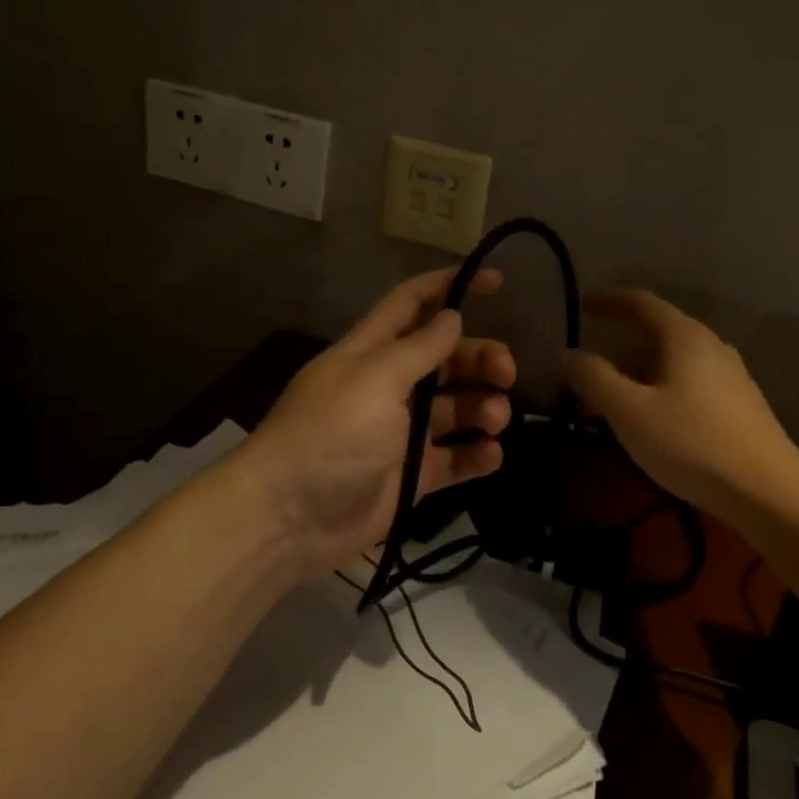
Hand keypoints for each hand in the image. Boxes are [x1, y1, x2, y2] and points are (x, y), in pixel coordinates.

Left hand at [237, 269, 515, 577]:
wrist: (290, 516)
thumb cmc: (330, 434)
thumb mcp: (375, 380)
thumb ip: (419, 349)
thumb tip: (453, 316)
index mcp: (373, 352)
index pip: (413, 305)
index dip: (451, 287)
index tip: (498, 282)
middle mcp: (391, 386)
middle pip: (446, 358)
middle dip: (481, 358)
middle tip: (508, 373)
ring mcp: (403, 433)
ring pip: (457, 408)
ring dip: (484, 407)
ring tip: (494, 420)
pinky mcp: (414, 475)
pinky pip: (456, 458)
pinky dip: (477, 455)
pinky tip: (490, 454)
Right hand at [562, 289, 798, 521]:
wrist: (768, 491)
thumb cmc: (691, 442)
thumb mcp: (629, 411)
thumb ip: (594, 377)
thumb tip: (567, 353)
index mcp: (684, 337)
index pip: (641, 302)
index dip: (609, 301)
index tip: (583, 306)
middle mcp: (710, 346)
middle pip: (657, 334)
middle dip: (619, 351)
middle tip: (588, 375)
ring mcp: (730, 376)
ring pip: (672, 363)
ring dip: (638, 376)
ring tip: (612, 405)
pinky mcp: (739, 406)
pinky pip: (688, 384)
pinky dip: (659, 392)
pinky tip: (650, 423)